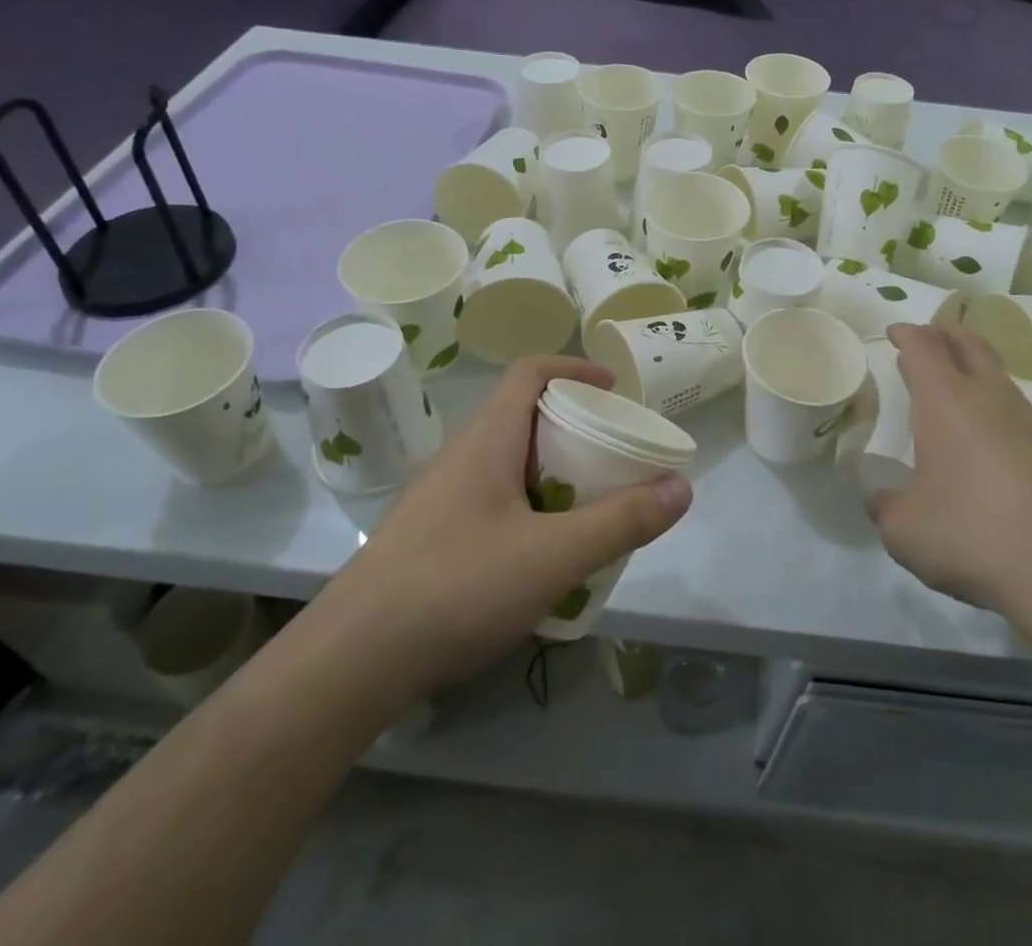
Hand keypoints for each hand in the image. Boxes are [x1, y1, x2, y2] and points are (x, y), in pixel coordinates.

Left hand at [325, 356, 692, 695]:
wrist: (349, 663)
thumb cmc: (457, 587)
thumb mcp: (554, 555)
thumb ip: (622, 521)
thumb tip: (682, 487)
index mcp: (487, 439)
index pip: (530, 372)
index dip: (575, 368)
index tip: (615, 390)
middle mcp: (461, 456)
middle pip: (523, 416)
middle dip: (573, 427)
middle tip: (613, 456)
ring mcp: (440, 497)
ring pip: (507, 462)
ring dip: (551, 471)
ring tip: (589, 505)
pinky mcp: (430, 536)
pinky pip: (491, 499)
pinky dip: (528, 506)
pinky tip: (542, 555)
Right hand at [871, 323, 1031, 630]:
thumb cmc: (973, 537)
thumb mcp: (905, 532)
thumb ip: (886, 508)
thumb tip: (881, 500)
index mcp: (947, 403)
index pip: (924, 348)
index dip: (907, 335)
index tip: (895, 333)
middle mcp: (992, 399)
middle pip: (970, 344)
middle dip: (945, 334)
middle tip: (928, 338)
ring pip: (1000, 380)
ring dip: (976, 374)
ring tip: (957, 396)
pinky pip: (1024, 418)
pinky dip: (1001, 416)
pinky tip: (995, 450)